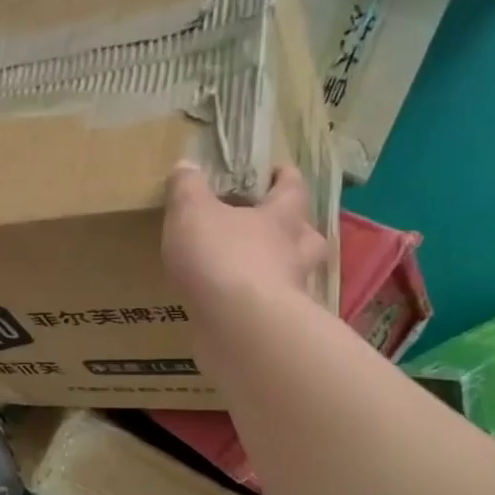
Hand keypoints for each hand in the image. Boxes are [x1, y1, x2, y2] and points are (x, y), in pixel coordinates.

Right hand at [162, 162, 327, 312]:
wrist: (239, 326)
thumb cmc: (221, 257)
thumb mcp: (191, 212)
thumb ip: (187, 188)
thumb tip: (186, 166)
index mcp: (279, 219)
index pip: (291, 190)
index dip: (285, 177)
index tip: (279, 170)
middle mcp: (293, 255)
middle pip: (308, 238)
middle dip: (296, 231)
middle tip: (279, 229)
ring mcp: (289, 295)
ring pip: (293, 277)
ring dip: (280, 273)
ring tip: (255, 274)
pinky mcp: (274, 329)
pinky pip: (269, 312)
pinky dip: (256, 309)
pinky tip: (234, 311)